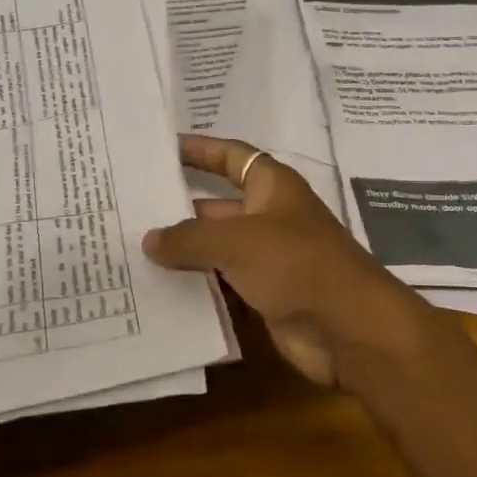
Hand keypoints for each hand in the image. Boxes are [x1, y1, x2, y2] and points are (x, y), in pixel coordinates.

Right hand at [142, 136, 417, 385]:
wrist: (348, 327)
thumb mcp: (237, 241)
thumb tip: (149, 239)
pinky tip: (157, 290)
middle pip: (217, 204)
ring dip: (184, 250)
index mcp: (271, 186)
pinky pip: (223, 282)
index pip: (230, 156)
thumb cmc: (296, 263)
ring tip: (131, 250)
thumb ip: (190, 238)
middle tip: (128, 209)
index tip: (162, 149)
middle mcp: (269, 216)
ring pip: (217, 247)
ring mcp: (268, 257)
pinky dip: (196, 285)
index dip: (200, 149)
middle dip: (179, 207)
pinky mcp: (266, 293)